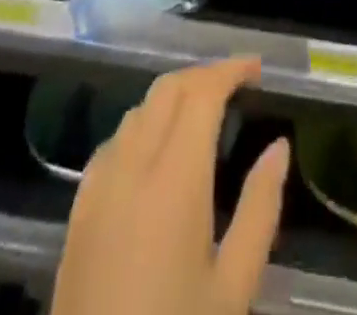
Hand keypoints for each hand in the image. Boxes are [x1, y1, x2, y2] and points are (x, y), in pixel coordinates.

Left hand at [52, 58, 289, 314]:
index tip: (258, 69)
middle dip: (204, 76)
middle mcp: (133, 165)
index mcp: (175, 177)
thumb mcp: (234, 288)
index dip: (231, 69)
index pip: (202, 92)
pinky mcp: (78, 211)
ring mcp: (98, 186)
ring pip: (138, 110)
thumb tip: (279, 146)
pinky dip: (142, 126)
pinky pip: (113, 142)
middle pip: (167, 89)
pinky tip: (156, 153)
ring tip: (202, 115)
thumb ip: (260, 208)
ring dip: (172, 98)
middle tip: (237, 87)